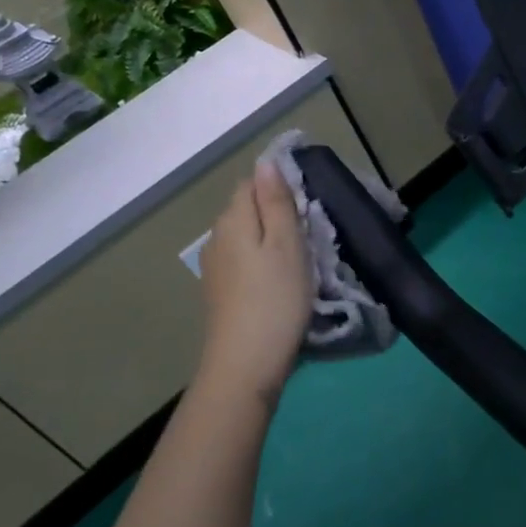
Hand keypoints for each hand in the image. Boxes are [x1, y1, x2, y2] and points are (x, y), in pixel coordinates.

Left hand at [196, 162, 311, 411]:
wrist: (245, 364)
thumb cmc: (275, 299)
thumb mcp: (286, 244)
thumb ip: (276, 201)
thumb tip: (266, 162)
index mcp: (233, 219)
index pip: (252, 182)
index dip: (280, 186)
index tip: (308, 204)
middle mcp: (216, 237)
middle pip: (247, 209)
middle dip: (276, 212)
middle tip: (311, 232)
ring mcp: (215, 267)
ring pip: (246, 236)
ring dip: (270, 239)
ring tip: (301, 258)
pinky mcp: (220, 292)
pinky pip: (243, 260)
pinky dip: (262, 261)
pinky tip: (279, 281)